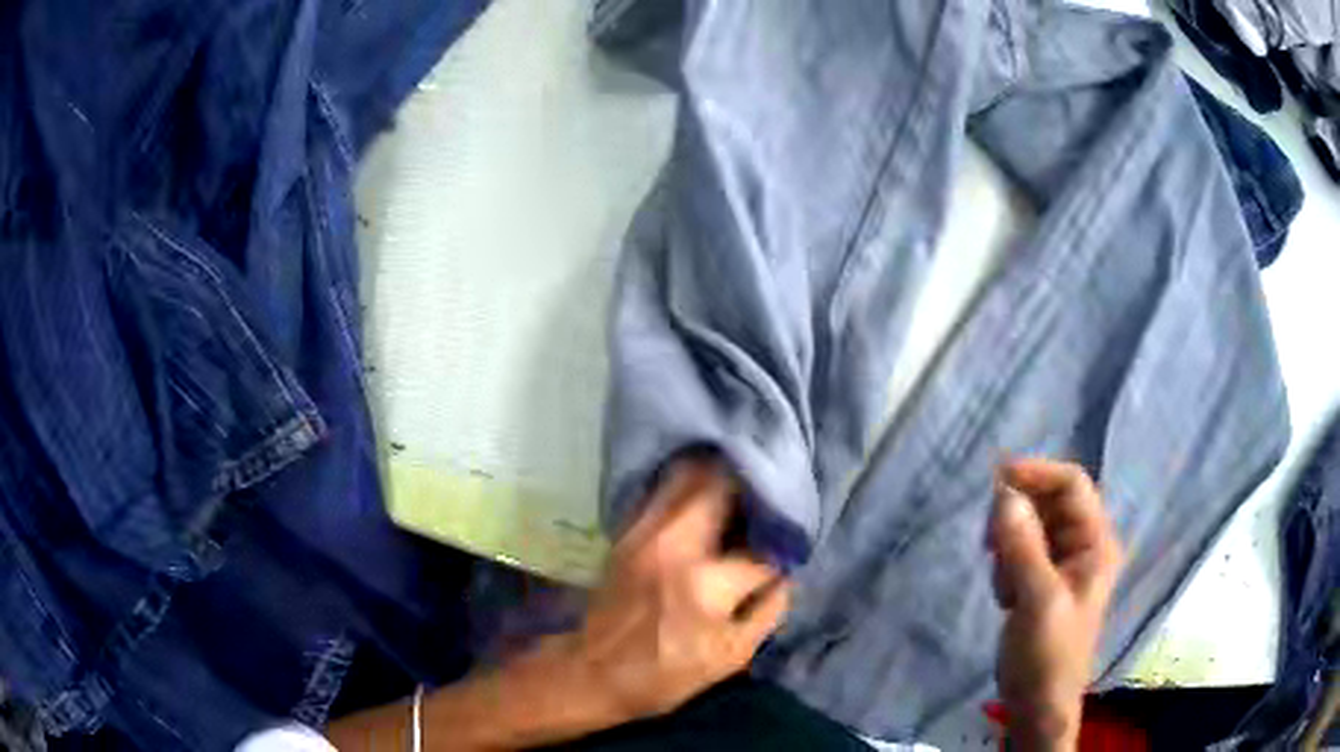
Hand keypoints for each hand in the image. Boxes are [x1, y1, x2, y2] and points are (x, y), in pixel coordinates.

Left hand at [568, 458, 790, 720]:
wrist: (593, 672)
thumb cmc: (666, 673)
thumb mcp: (732, 655)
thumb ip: (769, 609)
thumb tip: (785, 574)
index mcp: (705, 583)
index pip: (760, 553)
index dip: (780, 556)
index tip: (785, 557)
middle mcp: (673, 543)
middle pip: (721, 484)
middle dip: (752, 491)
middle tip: (767, 508)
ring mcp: (644, 531)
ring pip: (687, 475)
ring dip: (719, 481)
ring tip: (739, 500)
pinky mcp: (626, 531)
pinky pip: (664, 491)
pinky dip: (687, 490)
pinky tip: (703, 506)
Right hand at [989, 458, 1123, 750]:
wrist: (1038, 705)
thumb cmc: (1048, 655)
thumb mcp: (1037, 600)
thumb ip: (1023, 546)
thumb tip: (1003, 493)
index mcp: (1096, 542)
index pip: (1072, 485)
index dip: (1038, 473)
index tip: (996, 479)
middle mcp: (1083, 544)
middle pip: (1049, 502)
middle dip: (1018, 519)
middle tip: (991, 545)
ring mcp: (1062, 563)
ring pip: (1030, 527)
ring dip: (1009, 547)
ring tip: (1004, 587)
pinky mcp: (1042, 580)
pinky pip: (1020, 551)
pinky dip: (1006, 565)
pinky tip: (1005, 597)